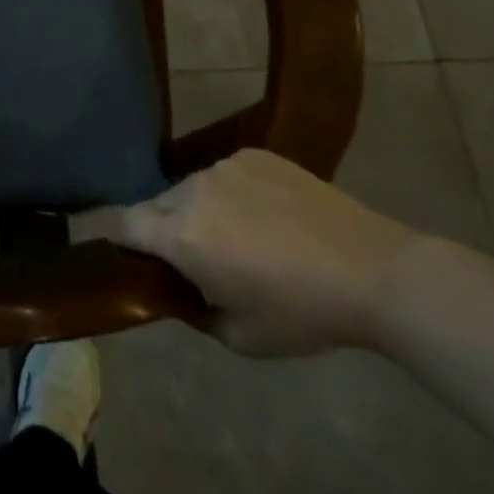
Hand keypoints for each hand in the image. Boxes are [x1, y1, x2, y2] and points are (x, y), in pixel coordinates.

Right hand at [76, 149, 421, 356]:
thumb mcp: (241, 337)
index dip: (117, 240)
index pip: (121, 225)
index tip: (129, 256)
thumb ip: (193, 311)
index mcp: (182, 236)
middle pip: (157, 206)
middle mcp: (192, 191)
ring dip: (201, 211)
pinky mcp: (255, 155)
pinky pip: (226, 175)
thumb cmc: (304, 314)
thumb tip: (178, 291)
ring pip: (193, 189)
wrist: (376, 272)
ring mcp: (225, 167)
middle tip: (199, 258)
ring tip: (242, 237)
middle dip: (166, 230)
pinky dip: (233, 194)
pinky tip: (269, 216)